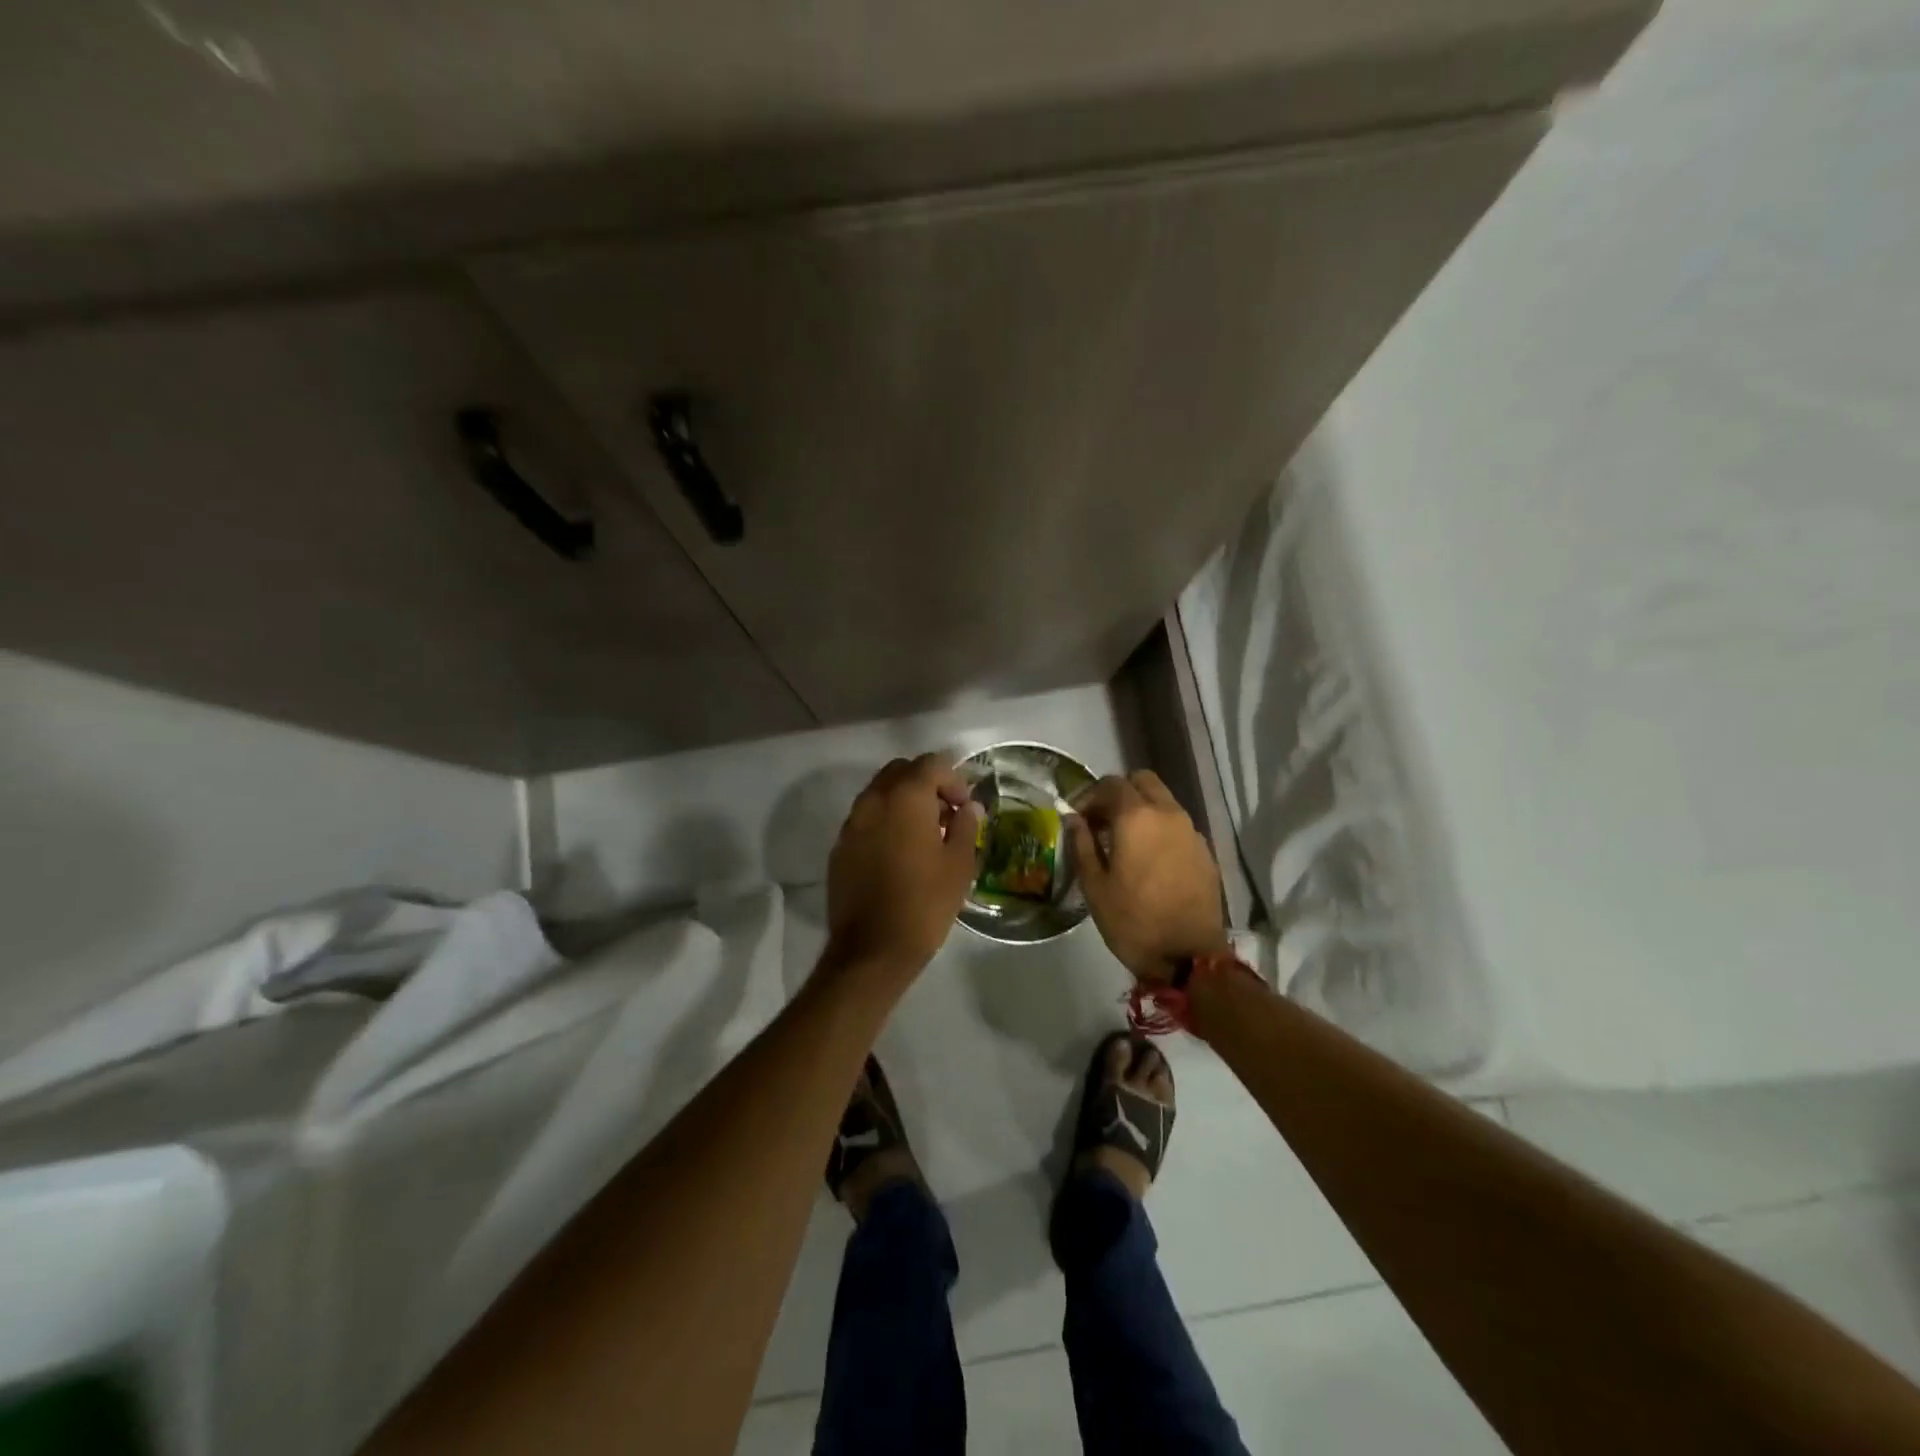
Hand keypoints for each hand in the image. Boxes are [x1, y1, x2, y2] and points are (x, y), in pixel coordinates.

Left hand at [825, 754, 980, 977]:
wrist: (872, 949)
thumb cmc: (925, 903)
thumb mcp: (959, 864)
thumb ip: (965, 826)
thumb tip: (969, 808)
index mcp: (905, 797)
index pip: (932, 763)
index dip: (954, 779)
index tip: (965, 807)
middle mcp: (873, 800)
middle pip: (901, 771)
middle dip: (926, 783)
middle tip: (946, 814)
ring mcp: (851, 823)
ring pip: (880, 793)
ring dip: (904, 801)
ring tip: (924, 834)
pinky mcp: (840, 846)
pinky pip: (866, 818)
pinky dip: (884, 821)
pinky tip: (899, 853)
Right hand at [1067, 771, 1227, 983]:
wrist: (1190, 957)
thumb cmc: (1133, 921)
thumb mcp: (1095, 886)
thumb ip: (1081, 845)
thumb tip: (1073, 819)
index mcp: (1136, 817)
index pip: (1111, 784)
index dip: (1089, 795)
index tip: (1077, 817)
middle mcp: (1168, 814)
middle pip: (1143, 781)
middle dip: (1119, 793)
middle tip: (1102, 820)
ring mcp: (1191, 831)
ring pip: (1163, 801)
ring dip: (1142, 809)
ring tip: (1124, 841)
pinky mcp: (1204, 851)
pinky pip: (1177, 825)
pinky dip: (1160, 828)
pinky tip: (1149, 858)